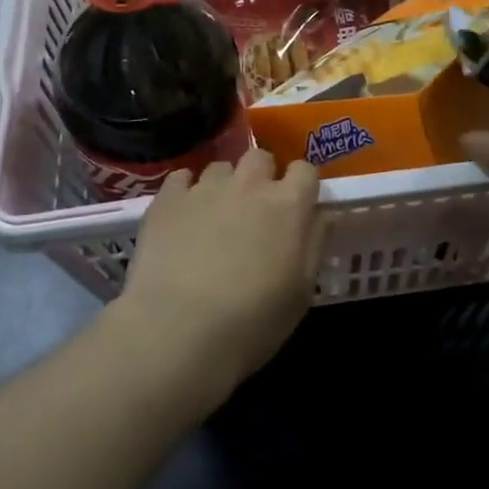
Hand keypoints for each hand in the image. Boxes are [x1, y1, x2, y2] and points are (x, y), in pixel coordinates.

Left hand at [108, 149, 327, 413]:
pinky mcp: (167, 199)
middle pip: (260, 157)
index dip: (302, 185)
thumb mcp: (301, 292)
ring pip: (221, 167)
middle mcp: (249, 185)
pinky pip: (181, 178)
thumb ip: (314, 243)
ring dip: (224, 185)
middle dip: (262, 175)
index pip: (305, 169)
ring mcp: (205, 188)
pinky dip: (186, 191)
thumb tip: (321, 214)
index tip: (297, 205)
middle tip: (255, 208)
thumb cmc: (252, 321)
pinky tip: (183, 216)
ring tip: (215, 215)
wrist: (178, 331)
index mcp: (289, 205)